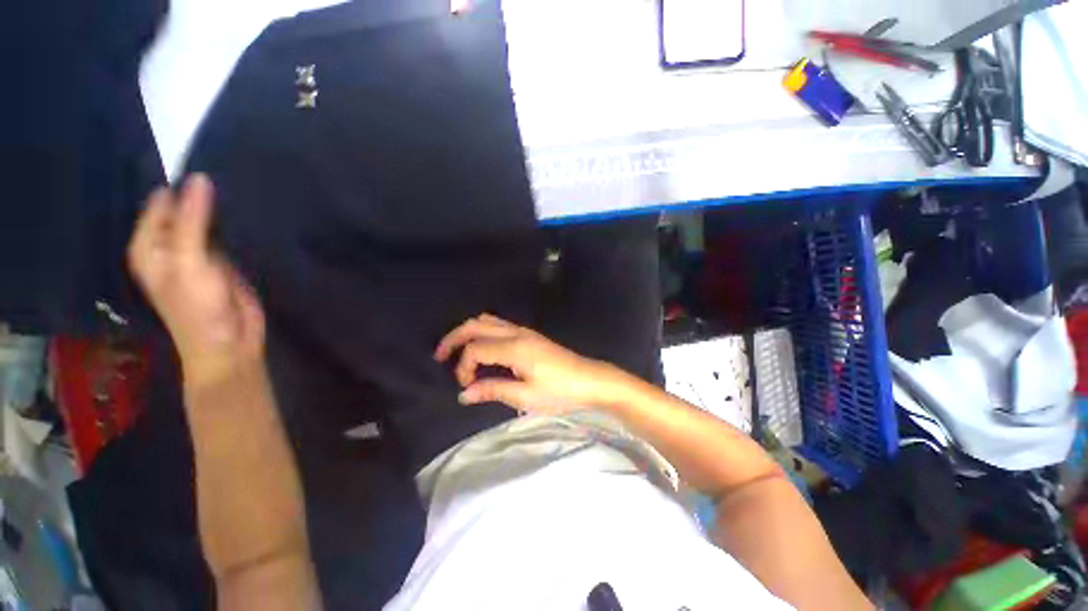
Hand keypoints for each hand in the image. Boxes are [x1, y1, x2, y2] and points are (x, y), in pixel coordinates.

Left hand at [128, 174, 265, 386]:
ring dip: (223, 211)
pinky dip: (238, 227)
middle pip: (187, 209)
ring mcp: (201, 254)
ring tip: (245, 188)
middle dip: (205, 196)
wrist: (229, 343)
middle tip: (232, 175)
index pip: (162, 201)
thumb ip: (192, 221)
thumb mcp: (189, 262)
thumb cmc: (197, 307)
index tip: (209, 167)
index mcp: (150, 244)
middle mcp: (173, 245)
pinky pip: (230, 237)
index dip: (182, 186)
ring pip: (210, 222)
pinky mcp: (227, 262)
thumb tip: (200, 178)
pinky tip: (253, 214)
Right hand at [434, 314, 624, 413]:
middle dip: (454, 337)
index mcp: (514, 347)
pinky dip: (483, 332)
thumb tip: (464, 394)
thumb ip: (493, 390)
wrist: (590, 379)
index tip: (465, 386)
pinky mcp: (530, 335)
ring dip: (469, 332)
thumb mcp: (526, 396)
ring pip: (488, 321)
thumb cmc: (560, 390)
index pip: (475, 349)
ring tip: (457, 351)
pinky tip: (482, 348)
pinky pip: (499, 325)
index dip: (463, 367)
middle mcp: (516, 332)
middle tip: (440, 355)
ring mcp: (524, 331)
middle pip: (476, 325)